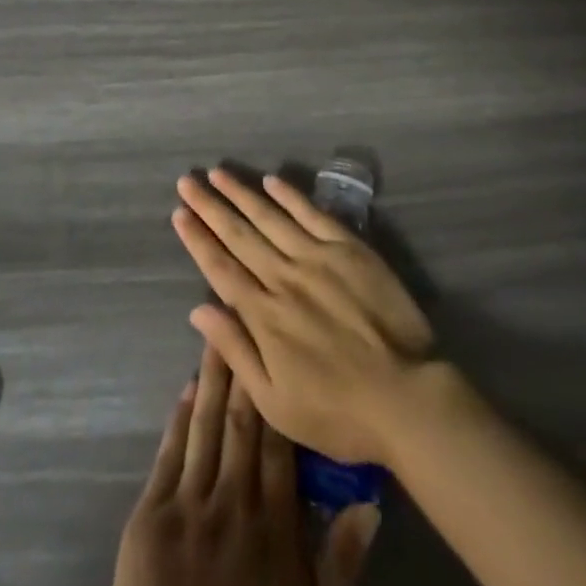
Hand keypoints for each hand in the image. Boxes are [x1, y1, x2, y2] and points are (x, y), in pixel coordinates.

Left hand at [112, 343, 377, 585]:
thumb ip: (341, 562)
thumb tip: (371, 504)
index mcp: (276, 528)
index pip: (280, 445)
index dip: (279, 394)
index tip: (279, 347)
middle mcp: (235, 505)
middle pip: (243, 424)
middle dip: (245, 368)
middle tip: (246, 313)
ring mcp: (190, 508)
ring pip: (206, 428)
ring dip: (212, 378)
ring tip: (217, 332)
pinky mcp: (151, 518)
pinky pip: (169, 457)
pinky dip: (178, 419)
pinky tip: (186, 387)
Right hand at [172, 169, 435, 468]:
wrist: (406, 397)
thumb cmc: (337, 411)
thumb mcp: (276, 402)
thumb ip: (236, 351)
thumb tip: (198, 310)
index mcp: (264, 315)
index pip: (220, 268)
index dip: (197, 239)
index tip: (179, 213)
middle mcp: (284, 277)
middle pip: (239, 234)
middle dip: (209, 206)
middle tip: (187, 180)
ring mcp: (317, 257)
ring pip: (269, 216)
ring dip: (241, 193)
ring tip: (218, 173)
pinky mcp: (348, 248)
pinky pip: (312, 213)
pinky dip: (290, 195)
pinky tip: (271, 180)